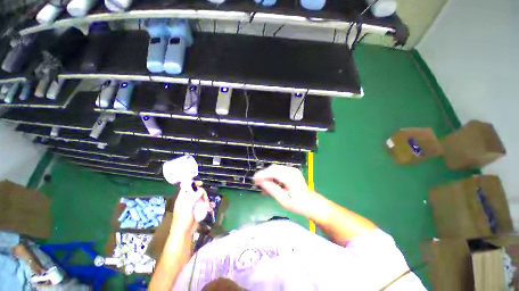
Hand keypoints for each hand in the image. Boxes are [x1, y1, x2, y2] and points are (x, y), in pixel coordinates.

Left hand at [171, 181, 211, 237]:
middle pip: (197, 192)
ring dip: (206, 200)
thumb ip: (193, 198)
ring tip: (207, 206)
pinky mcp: (198, 209)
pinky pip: (204, 204)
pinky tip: (210, 208)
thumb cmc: (182, 221)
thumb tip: (201, 190)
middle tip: (205, 199)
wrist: (184, 233)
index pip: (187, 187)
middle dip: (203, 194)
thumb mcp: (187, 208)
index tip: (200, 184)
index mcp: (182, 198)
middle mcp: (188, 200)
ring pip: (202, 197)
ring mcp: (193, 205)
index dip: (193, 184)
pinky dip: (207, 205)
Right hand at [253, 165, 319, 218]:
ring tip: (262, 186)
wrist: (313, 204)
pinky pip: (280, 172)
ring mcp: (292, 171)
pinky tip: (270, 185)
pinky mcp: (292, 173)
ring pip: (276, 170)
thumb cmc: (299, 205)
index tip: (254, 180)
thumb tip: (261, 182)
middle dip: (264, 175)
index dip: (262, 175)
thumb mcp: (284, 200)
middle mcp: (291, 170)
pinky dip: (273, 177)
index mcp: (290, 177)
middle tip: (257, 183)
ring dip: (268, 176)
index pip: (273, 171)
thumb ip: (272, 189)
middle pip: (273, 169)